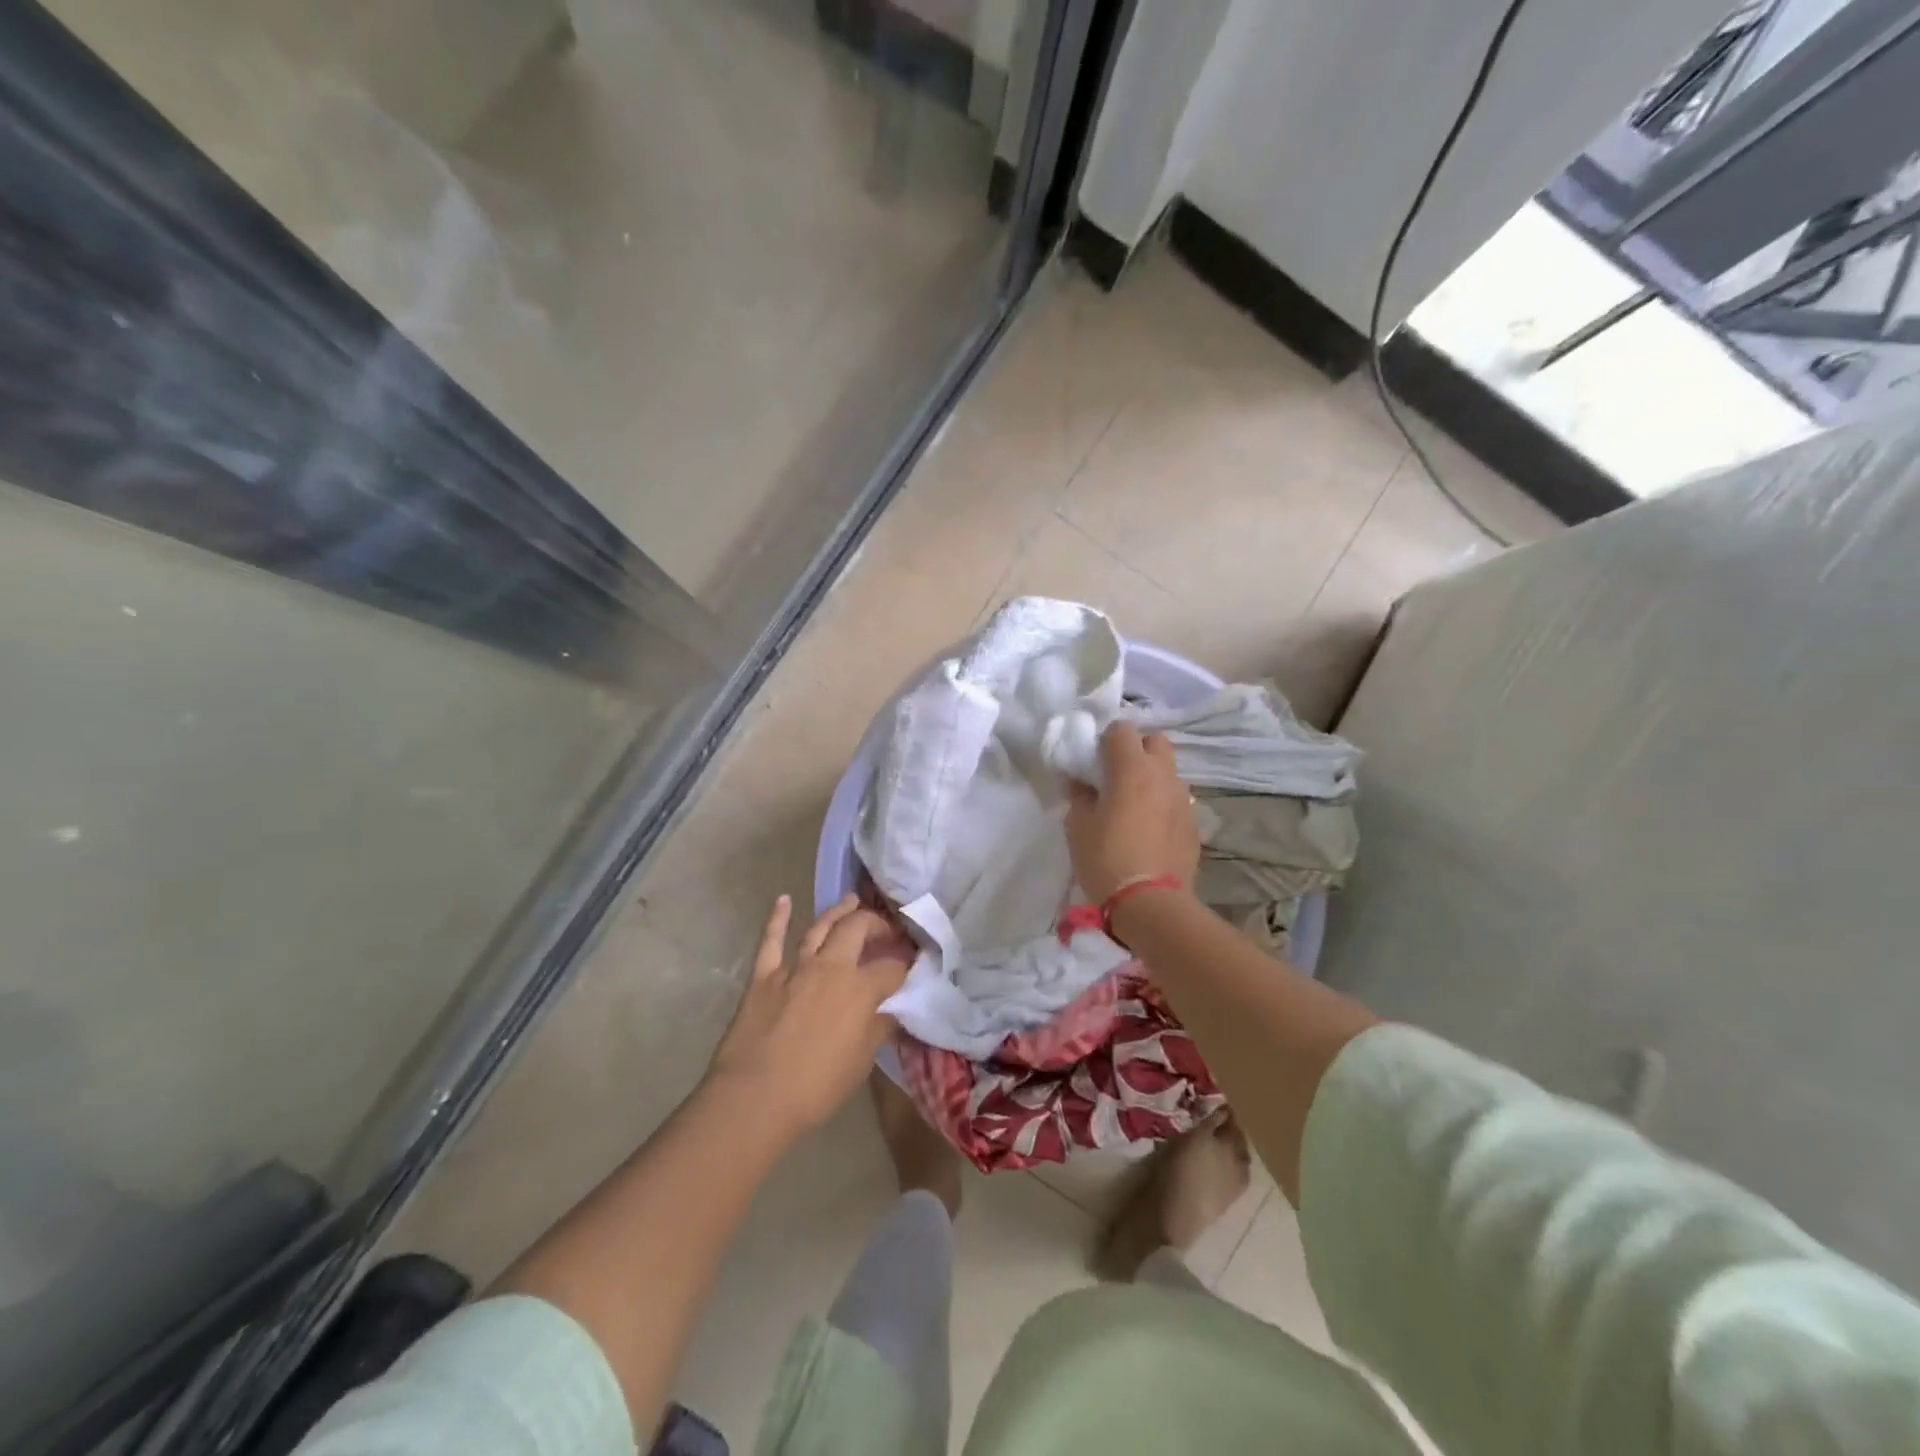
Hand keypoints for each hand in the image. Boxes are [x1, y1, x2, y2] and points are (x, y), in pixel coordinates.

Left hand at [707, 894, 910, 1137]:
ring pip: (820, 927)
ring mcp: (795, 967)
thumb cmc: (816, 1087)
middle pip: (858, 930)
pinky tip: (783, 900)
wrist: (755, 1097)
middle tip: (884, 928)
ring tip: (852, 900)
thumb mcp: (861, 1062)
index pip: (892, 968)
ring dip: (838, 911)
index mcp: (860, 989)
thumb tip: (891, 1010)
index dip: (906, 964)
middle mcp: (831, 967)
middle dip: (875, 924)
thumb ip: (878, 1029)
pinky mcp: (764, 976)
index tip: (912, 963)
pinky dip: (778, 918)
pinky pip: (772, 940)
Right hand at [1064, 722, 1199, 901]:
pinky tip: (1150, 828)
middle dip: (1136, 750)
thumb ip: (1079, 795)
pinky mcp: (1193, 822)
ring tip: (1134, 804)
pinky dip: (1163, 803)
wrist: (1151, 903)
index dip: (1105, 740)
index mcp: (1131, 768)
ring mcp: (1183, 797)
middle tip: (1117, 776)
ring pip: (1168, 771)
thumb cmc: (1106, 858)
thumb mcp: (1078, 826)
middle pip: (1155, 741)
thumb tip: (1080, 782)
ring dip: (1152, 777)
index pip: (1122, 729)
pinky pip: (1176, 799)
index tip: (1093, 761)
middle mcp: (1162, 774)